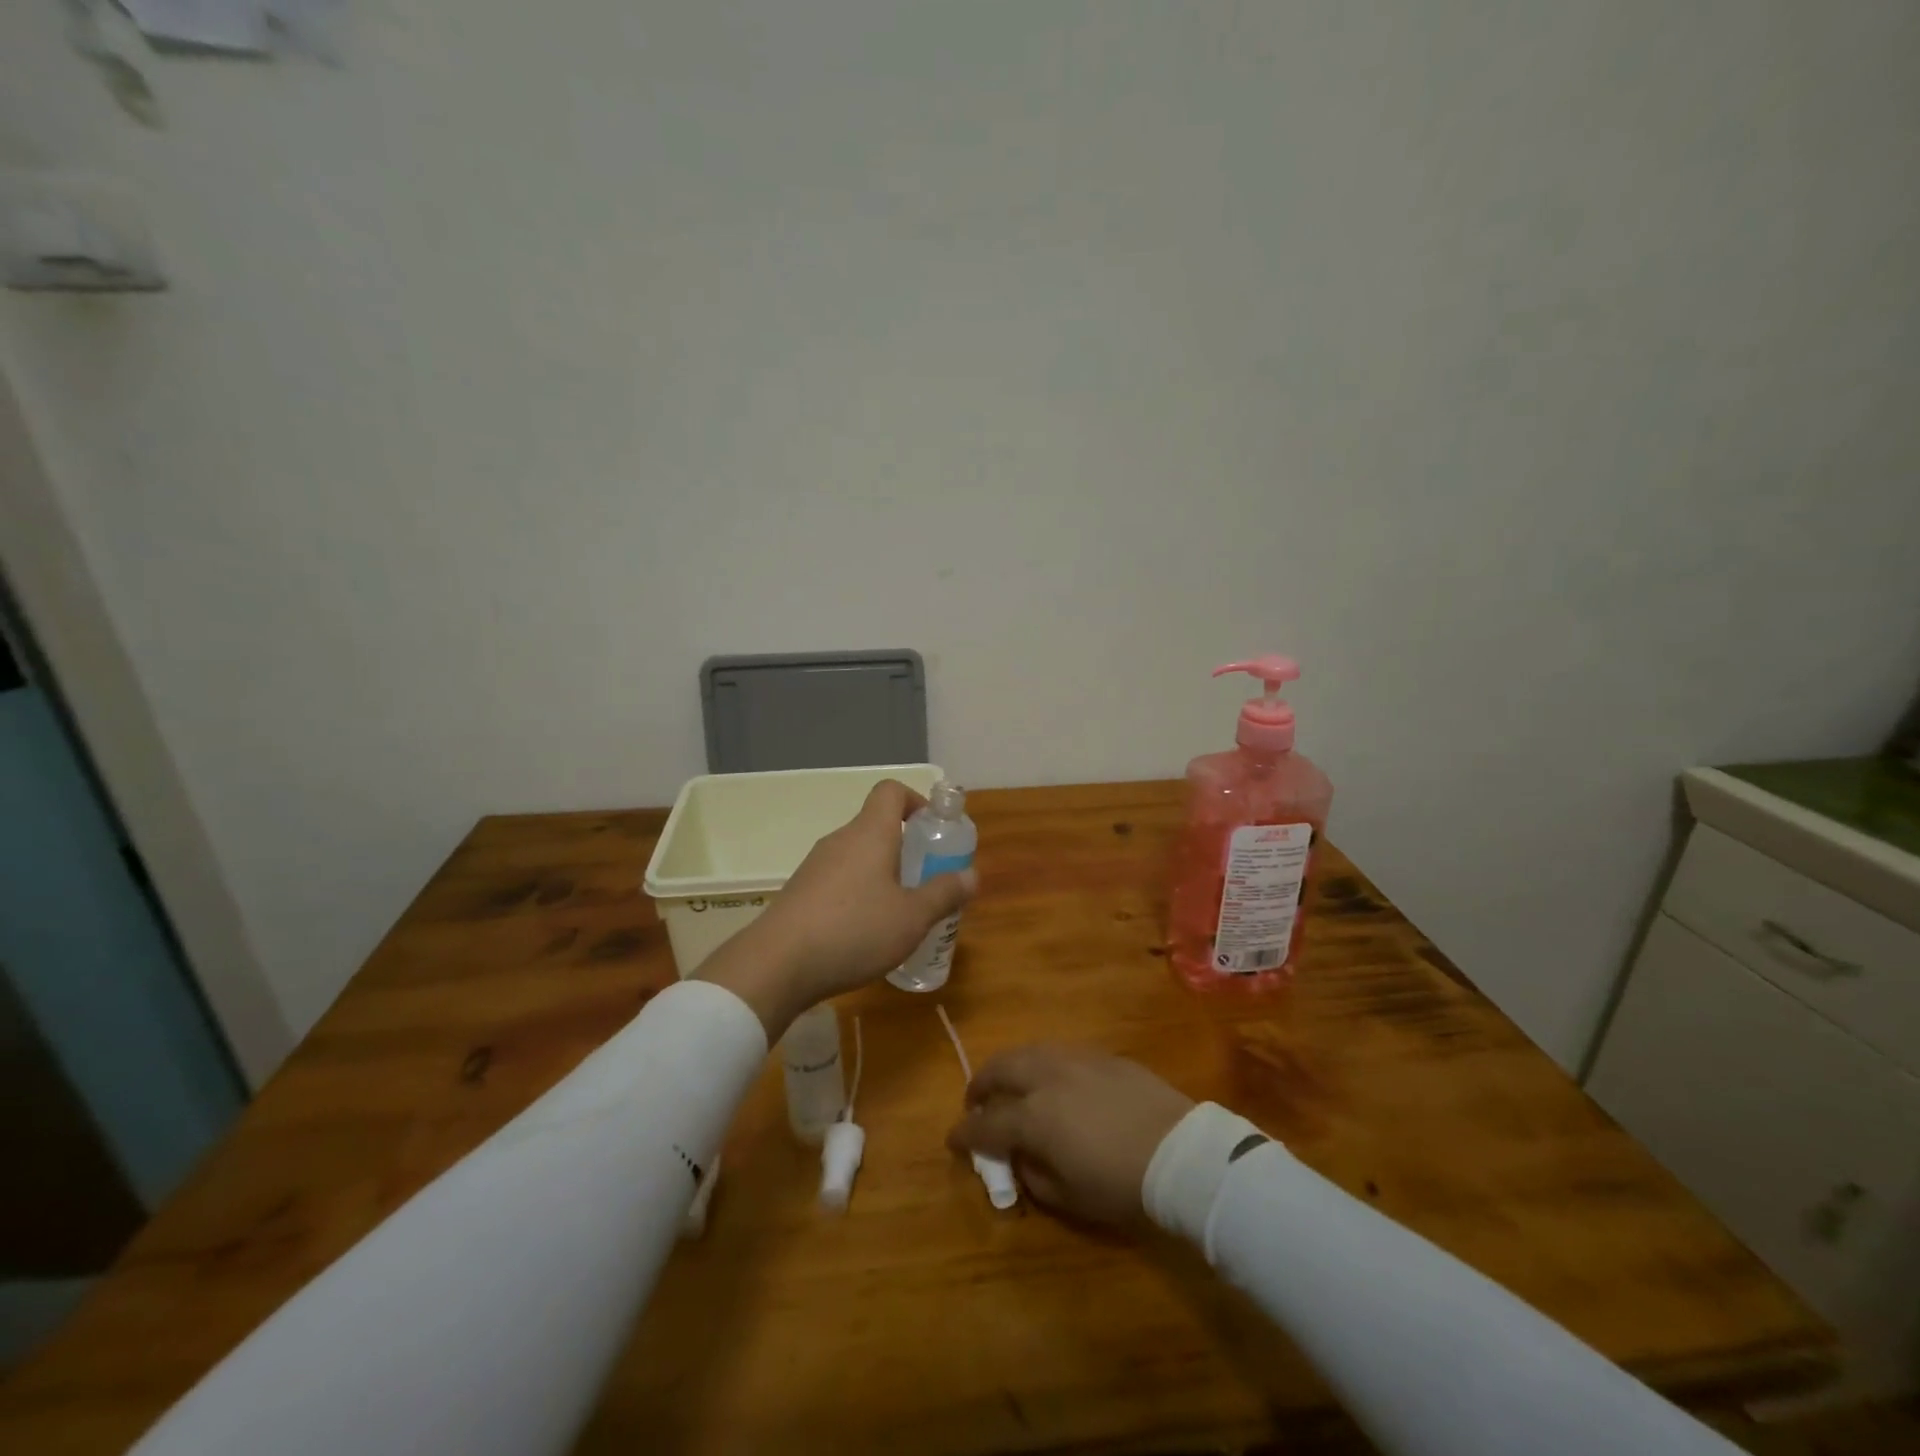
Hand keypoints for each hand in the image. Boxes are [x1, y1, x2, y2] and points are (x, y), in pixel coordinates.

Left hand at [697, 780, 975, 1037]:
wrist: (776, 964)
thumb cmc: (854, 930)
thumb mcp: (912, 918)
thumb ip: (944, 894)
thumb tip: (972, 875)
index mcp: (870, 833)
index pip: (891, 791)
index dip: (916, 801)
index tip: (933, 831)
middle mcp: (841, 840)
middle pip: (876, 826)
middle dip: (906, 849)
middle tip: (926, 882)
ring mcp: (815, 866)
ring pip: (858, 856)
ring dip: (882, 875)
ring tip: (899, 914)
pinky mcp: (800, 892)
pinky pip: (838, 881)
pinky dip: (857, 895)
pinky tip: (864, 934)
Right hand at [946, 1046, 1193, 1225]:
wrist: (1178, 1152)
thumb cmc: (1120, 1184)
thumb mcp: (1069, 1197)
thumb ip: (1033, 1174)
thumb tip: (1019, 1156)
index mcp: (1032, 1117)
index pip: (985, 1123)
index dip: (964, 1133)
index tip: (954, 1140)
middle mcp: (1045, 1077)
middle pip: (999, 1069)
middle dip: (980, 1085)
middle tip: (976, 1102)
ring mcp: (1074, 1059)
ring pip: (1027, 1052)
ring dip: (1009, 1068)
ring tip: (1010, 1085)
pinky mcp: (1101, 1055)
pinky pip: (1058, 1052)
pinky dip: (1042, 1064)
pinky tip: (1051, 1079)